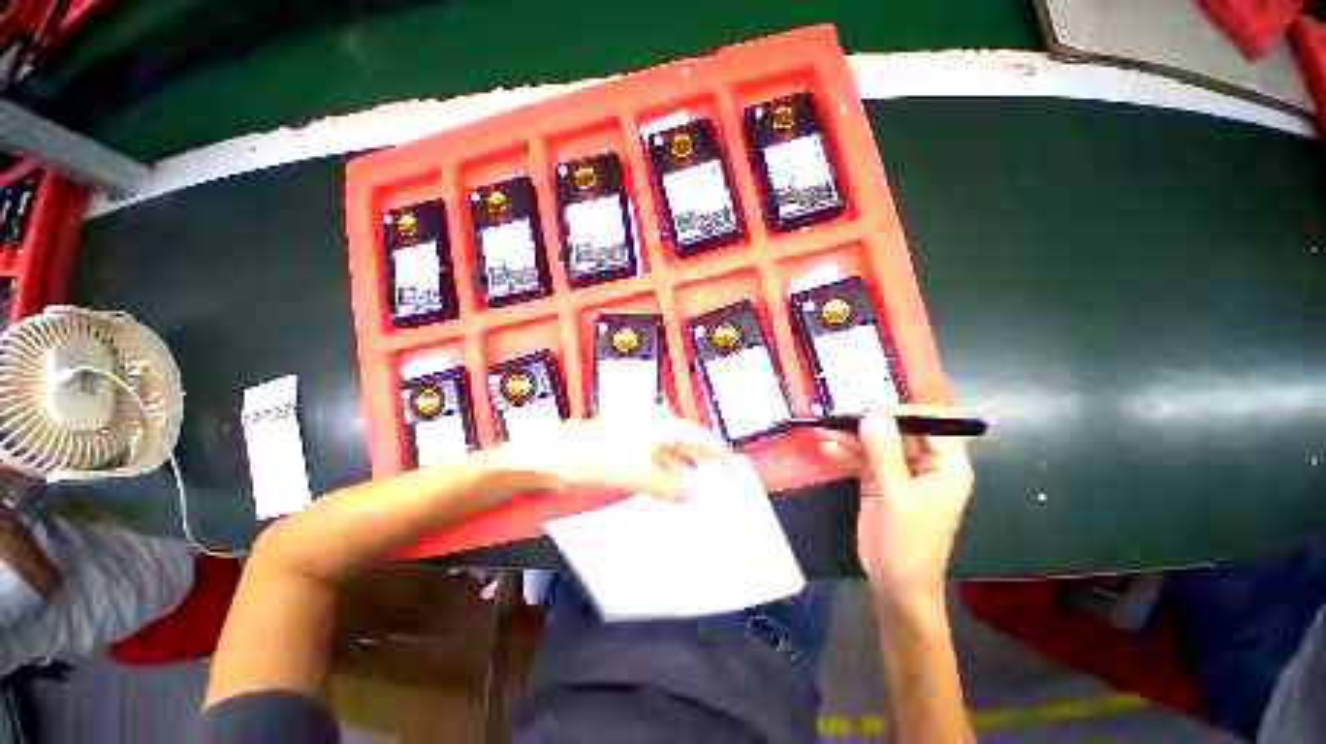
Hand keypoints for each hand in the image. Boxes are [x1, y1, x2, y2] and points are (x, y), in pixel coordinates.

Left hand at [494, 408, 732, 499]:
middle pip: (689, 450)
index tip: (735, 475)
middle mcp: (657, 431)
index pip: (701, 438)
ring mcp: (644, 445)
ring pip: (673, 464)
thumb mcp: (641, 473)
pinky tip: (676, 503)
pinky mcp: (632, 459)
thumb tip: (691, 496)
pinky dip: (667, 486)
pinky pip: (658, 473)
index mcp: (663, 425)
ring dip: (685, 482)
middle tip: (721, 495)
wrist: (558, 458)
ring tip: (702, 504)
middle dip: (704, 471)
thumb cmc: (600, 455)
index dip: (720, 455)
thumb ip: (671, 486)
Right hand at [819, 406, 974, 600]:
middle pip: (898, 430)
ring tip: (822, 430)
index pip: (934, 423)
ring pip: (876, 443)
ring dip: (849, 437)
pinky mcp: (880, 480)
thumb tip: (873, 413)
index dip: (905, 412)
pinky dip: (845, 453)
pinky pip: (862, 458)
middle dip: (867, 423)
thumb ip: (884, 452)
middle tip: (837, 418)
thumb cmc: (907, 543)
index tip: (871, 411)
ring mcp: (900, 471)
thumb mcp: (895, 495)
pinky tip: (826, 449)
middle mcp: (925, 464)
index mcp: (946, 466)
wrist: (894, 582)